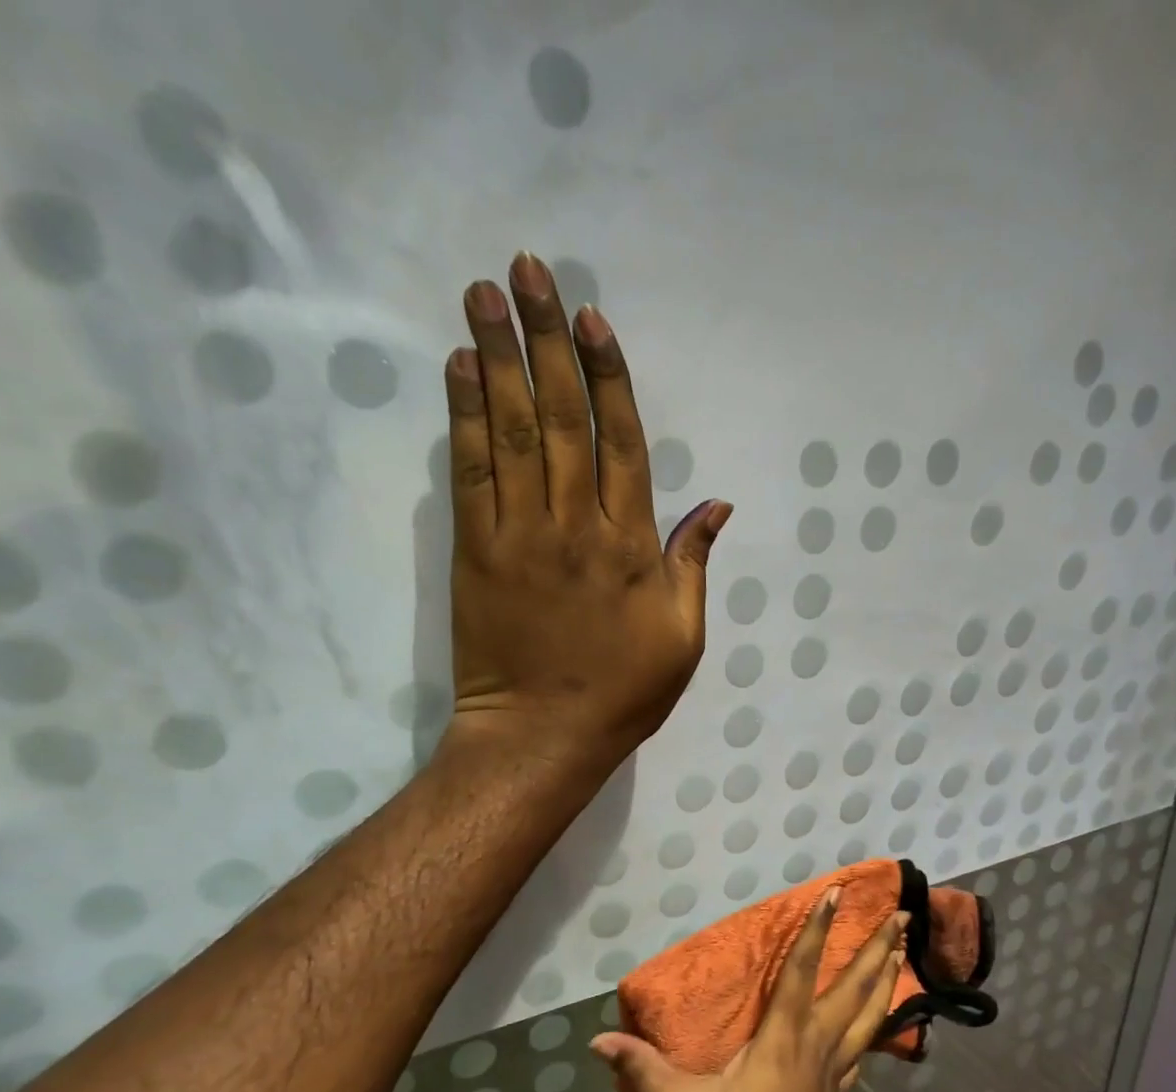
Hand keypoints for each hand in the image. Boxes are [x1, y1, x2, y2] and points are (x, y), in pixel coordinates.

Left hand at [440, 252, 731, 769]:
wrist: (541, 736)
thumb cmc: (623, 692)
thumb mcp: (683, 637)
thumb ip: (692, 564)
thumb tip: (716, 505)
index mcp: (631, 547)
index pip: (620, 443)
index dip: (608, 376)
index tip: (591, 318)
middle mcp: (575, 526)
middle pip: (563, 417)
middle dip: (547, 340)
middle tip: (528, 271)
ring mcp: (519, 535)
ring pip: (512, 432)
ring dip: (498, 358)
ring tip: (484, 295)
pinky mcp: (474, 552)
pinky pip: (470, 473)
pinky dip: (465, 418)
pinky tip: (459, 369)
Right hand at [591, 890, 907, 1091]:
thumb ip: (644, 1071)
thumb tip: (598, 1041)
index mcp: (784, 1036)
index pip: (803, 970)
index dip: (817, 928)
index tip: (835, 892)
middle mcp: (817, 1042)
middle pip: (855, 986)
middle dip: (879, 947)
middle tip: (904, 915)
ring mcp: (835, 1069)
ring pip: (870, 1013)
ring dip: (886, 978)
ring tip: (903, 949)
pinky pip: (863, 1048)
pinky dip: (876, 1026)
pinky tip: (878, 1026)